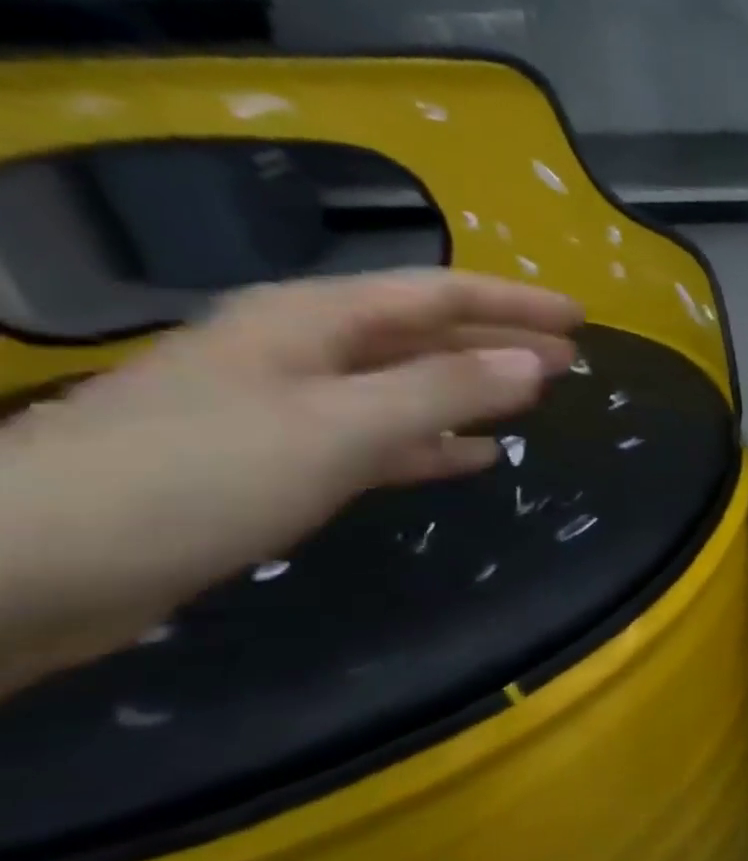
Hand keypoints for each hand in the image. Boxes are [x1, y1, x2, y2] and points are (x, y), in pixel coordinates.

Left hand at [0, 270, 581, 692]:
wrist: (36, 567)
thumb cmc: (198, 476)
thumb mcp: (340, 425)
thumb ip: (445, 390)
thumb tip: (535, 365)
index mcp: (312, 322)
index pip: (436, 294)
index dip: (513, 302)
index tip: (580, 318)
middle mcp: (303, 353)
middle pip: (423, 334)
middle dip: (500, 342)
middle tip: (571, 359)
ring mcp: (289, 409)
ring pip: (407, 387)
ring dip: (473, 391)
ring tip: (535, 403)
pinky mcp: (280, 463)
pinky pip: (382, 439)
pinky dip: (433, 444)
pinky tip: (473, 458)